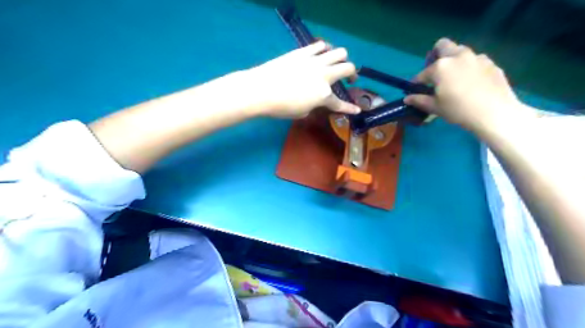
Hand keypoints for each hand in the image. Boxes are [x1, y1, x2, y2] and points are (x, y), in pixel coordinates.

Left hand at [242, 39, 361, 117]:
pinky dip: (325, 49)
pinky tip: (321, 53)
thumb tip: (314, 100)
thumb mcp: (301, 113)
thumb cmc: (280, 107)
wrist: (261, 90)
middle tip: (349, 79)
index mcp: (323, 95)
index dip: (350, 108)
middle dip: (352, 74)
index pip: (340, 103)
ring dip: (342, 58)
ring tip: (336, 63)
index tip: (357, 110)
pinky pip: (320, 45)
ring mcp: (315, 61)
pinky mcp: (303, 52)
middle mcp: (324, 75)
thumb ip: (313, 105)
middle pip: (348, 68)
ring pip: (339, 51)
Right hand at [405, 37, 533, 133]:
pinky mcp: (491, 64)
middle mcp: (458, 56)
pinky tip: (471, 83)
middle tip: (435, 73)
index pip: (423, 74)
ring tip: (454, 78)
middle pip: (443, 46)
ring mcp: (477, 58)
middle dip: (435, 56)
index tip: (415, 90)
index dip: (416, 83)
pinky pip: (475, 61)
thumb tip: (407, 98)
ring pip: (461, 52)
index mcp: (441, 67)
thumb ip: (419, 100)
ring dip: (453, 60)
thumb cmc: (458, 110)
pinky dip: (469, 68)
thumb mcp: (435, 107)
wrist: (494, 112)